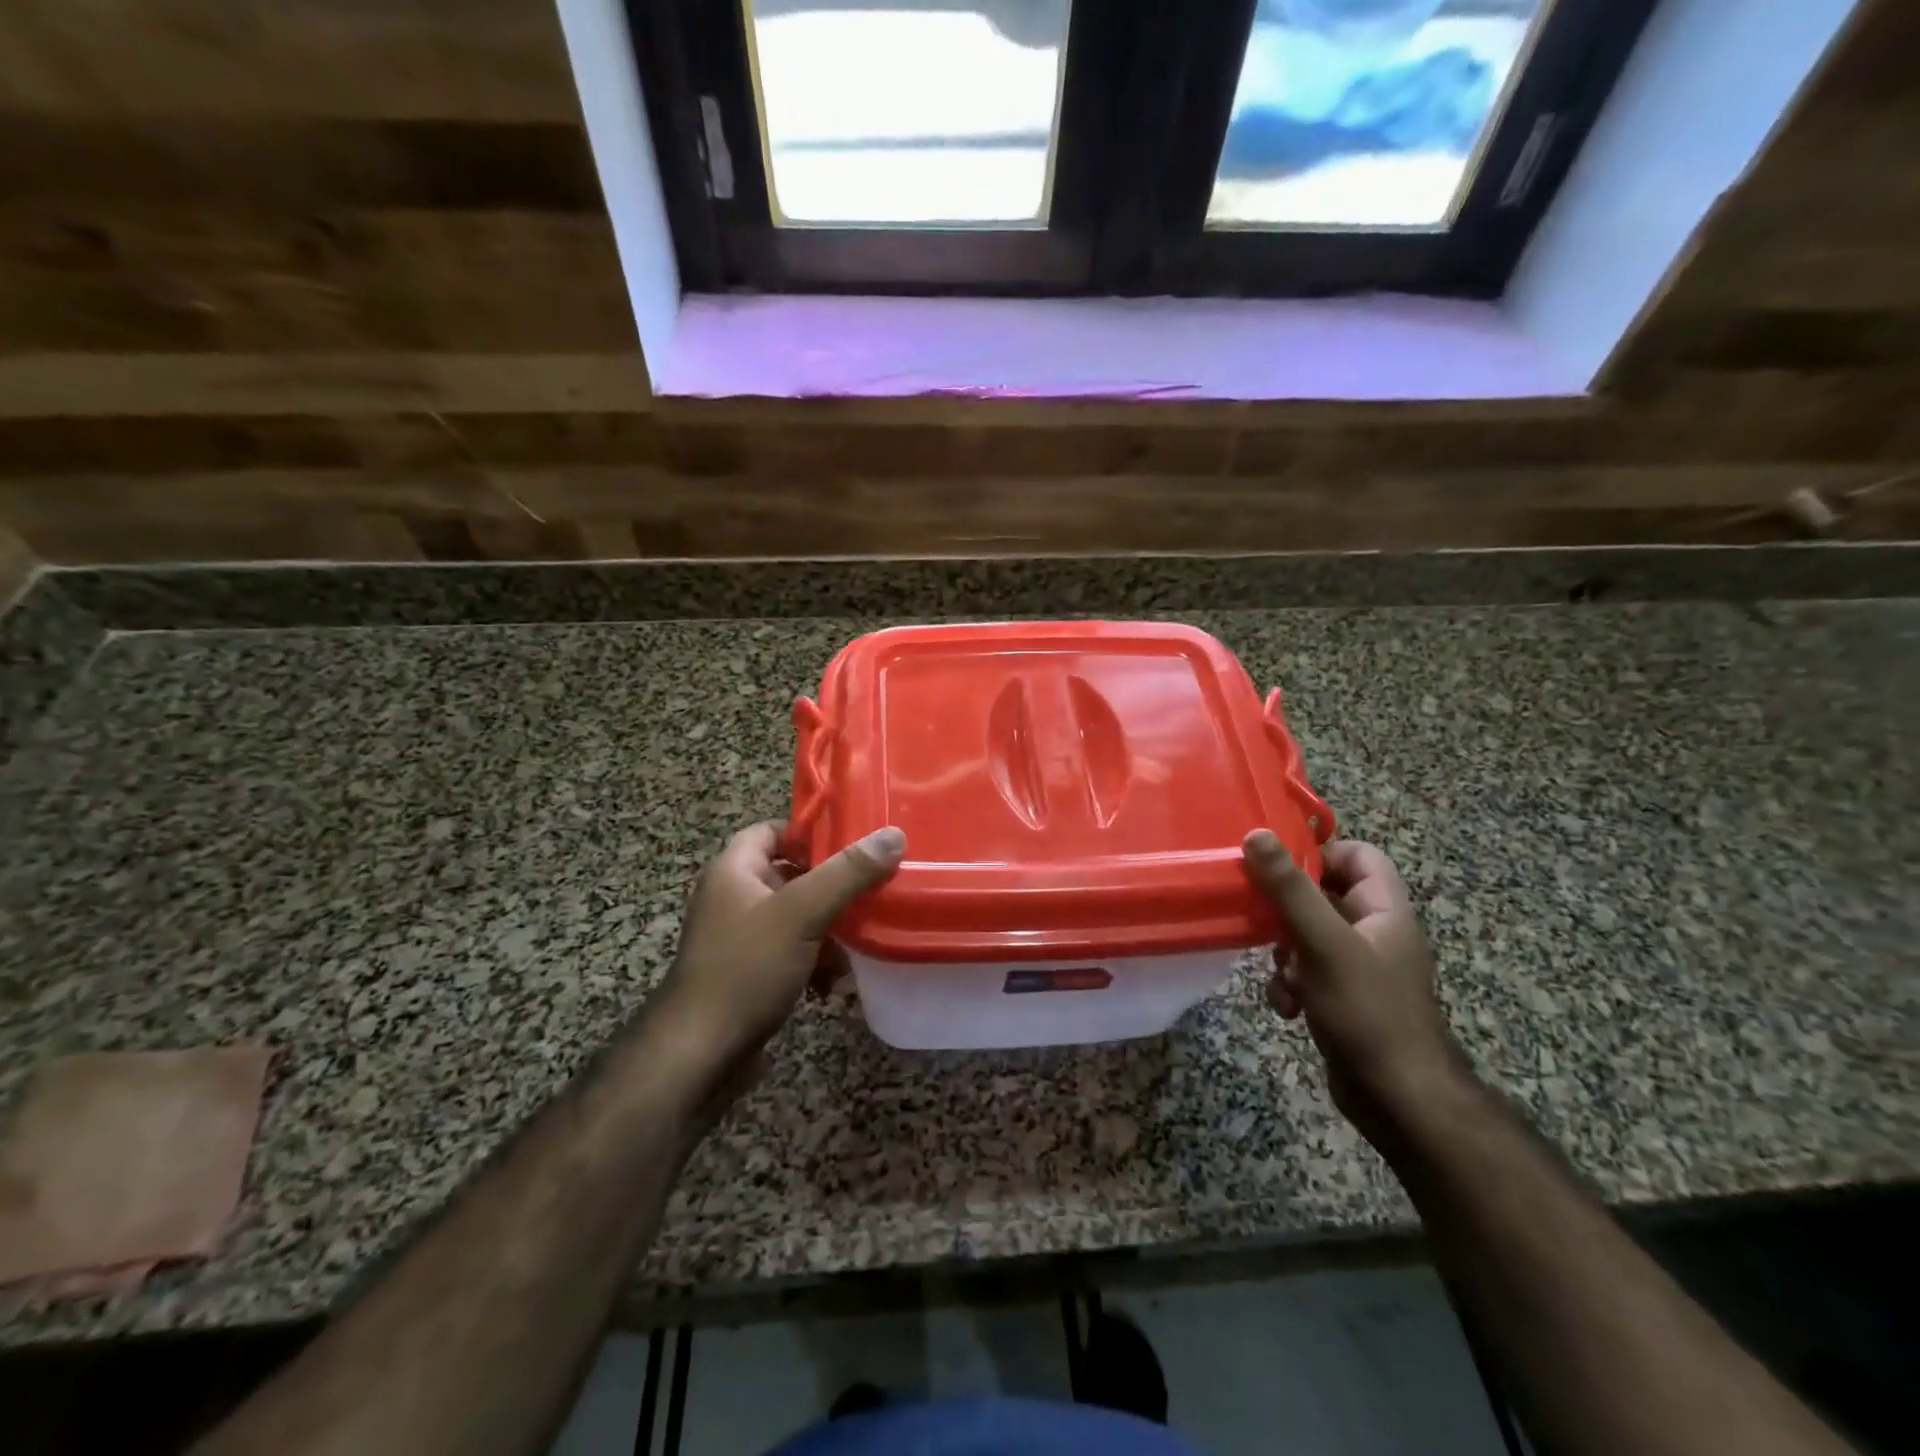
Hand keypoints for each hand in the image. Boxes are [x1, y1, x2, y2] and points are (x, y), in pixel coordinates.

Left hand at [655, 822, 904, 1074]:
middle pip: (791, 875)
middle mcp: (733, 898)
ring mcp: (739, 938)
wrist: (700, 1055)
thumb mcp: (802, 914)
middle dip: (832, 888)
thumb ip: (848, 873)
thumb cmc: (747, 969)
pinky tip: (834, 984)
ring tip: (860, 945)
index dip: (810, 832)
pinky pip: (790, 953)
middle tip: (872, 891)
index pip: (773, 830)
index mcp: (734, 871)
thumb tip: (893, 834)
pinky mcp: (748, 974)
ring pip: (796, 918)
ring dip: (829, 931)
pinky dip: (814, 963)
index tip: (854, 843)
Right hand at [1243, 831, 1472, 1143]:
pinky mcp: (1343, 997)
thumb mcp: (1322, 943)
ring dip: (1284, 952)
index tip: (1276, 868)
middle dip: (1287, 910)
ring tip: (1281, 974)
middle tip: (1262, 920)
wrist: (1399, 1100)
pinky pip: (1308, 972)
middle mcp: (1375, 932)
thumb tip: (1257, 834)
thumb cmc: (1366, 1011)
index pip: (1357, 855)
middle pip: (1323, 895)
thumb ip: (1289, 888)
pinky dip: (1291, 984)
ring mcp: (1359, 967)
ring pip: (1308, 935)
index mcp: (1384, 910)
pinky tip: (1287, 1007)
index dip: (1319, 854)